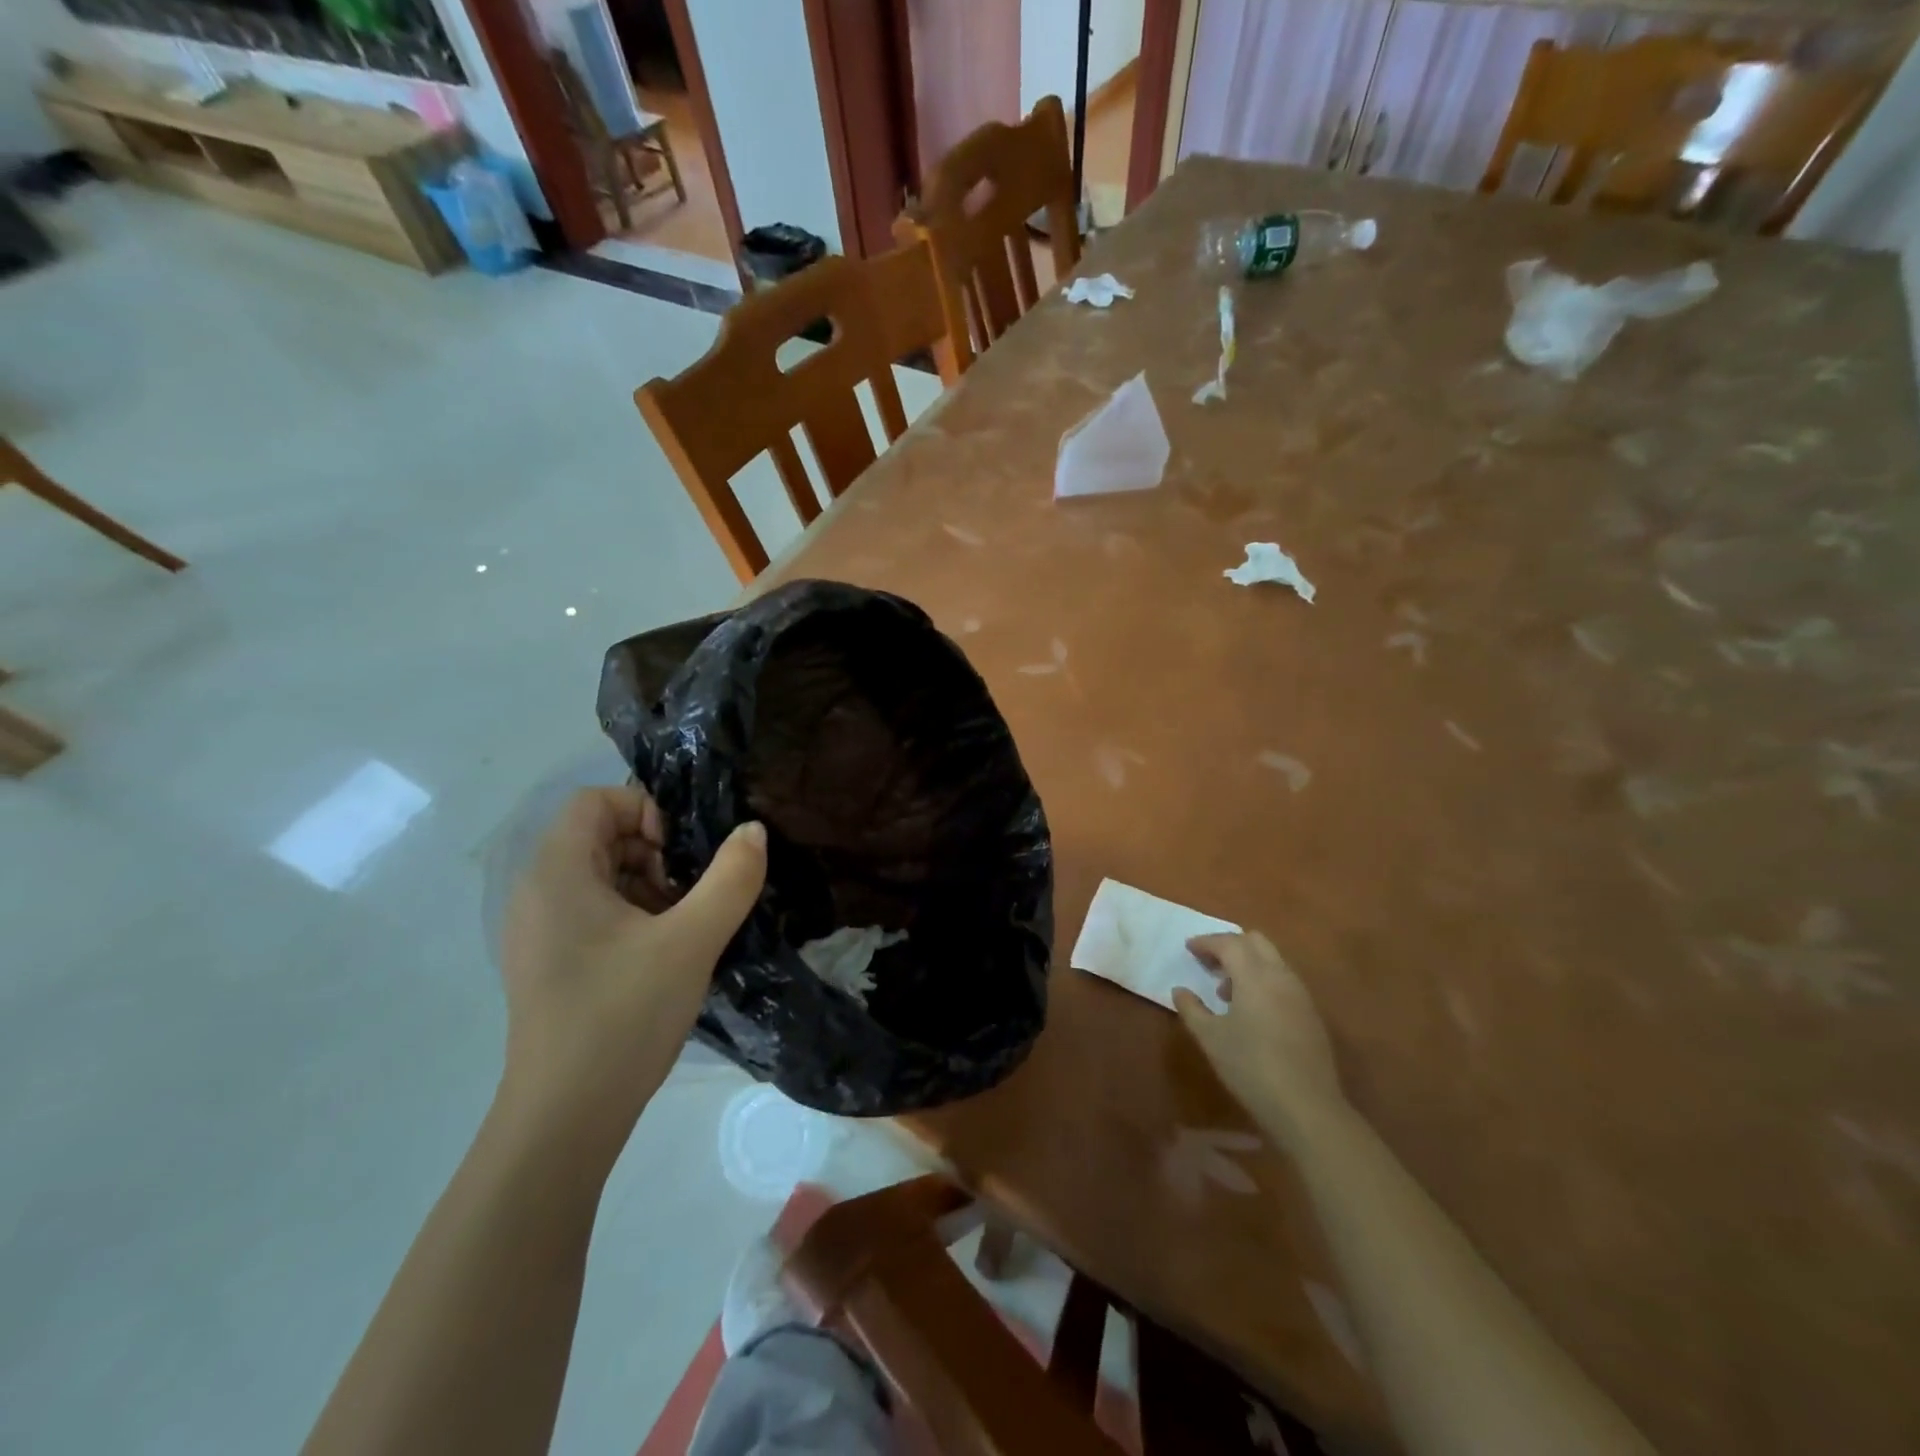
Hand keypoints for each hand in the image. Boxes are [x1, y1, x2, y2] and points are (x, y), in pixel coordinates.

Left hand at [498, 786, 765, 1160]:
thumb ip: (730, 878)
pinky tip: (667, 954)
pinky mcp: (552, 964)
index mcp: (556, 874)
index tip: (683, 854)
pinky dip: (636, 916)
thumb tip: (753, 830)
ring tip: (687, 926)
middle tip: (693, 892)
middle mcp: (538, 894)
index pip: (596, 801)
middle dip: (657, 851)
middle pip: (601, 836)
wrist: (564, 1120)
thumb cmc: (622, 1016)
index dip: (646, 810)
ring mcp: (541, 933)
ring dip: (652, 886)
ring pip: (604, 877)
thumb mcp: (691, 942)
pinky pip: (597, 913)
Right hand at [1173, 932, 1346, 1143]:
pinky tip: (1252, 1011)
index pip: (1228, 943)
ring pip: (1272, 960)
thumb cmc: (1251, 1068)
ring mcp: (1300, 994)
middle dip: (1229, 945)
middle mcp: (1280, 976)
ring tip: (1226, 991)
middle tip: (1208, 963)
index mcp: (1254, 976)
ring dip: (1248, 964)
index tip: (1188, 948)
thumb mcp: (1211, 1039)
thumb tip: (1180, 991)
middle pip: (1255, 941)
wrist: (1307, 1108)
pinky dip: (1263, 980)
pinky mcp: (1311, 1014)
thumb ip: (1191, 1009)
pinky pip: (1283, 980)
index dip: (1206, 942)